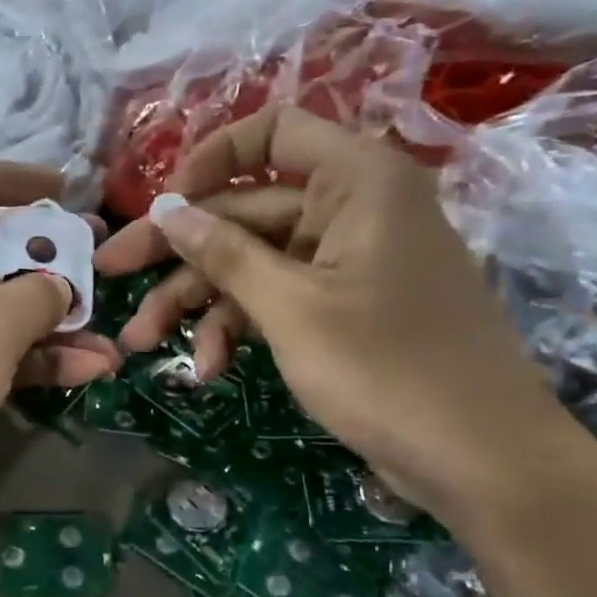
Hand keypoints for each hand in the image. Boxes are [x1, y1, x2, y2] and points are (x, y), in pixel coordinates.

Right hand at [96, 109, 570, 523]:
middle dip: (178, 252)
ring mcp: (348, 262)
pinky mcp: (344, 308)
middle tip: (111, 275)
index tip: (164, 207)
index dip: (209, 160)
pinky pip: (278, 297)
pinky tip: (209, 367)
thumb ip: (223, 253)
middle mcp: (352, 208)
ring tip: (142, 343)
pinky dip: (239, 326)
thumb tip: (166, 210)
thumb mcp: (290, 308)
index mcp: (356, 181)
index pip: (270, 132)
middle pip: (245, 210)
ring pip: (253, 261)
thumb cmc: (388, 370)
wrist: (485, 464)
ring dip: (197, 301)